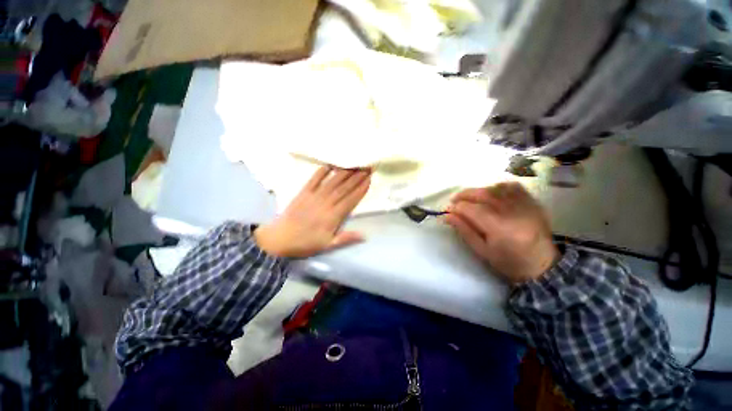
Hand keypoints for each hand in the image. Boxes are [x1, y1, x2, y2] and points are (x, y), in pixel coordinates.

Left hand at [254, 166, 370, 257]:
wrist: (279, 239)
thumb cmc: (306, 243)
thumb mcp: (328, 246)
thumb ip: (346, 238)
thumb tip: (364, 235)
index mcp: (333, 216)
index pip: (351, 199)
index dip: (361, 189)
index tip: (370, 179)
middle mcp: (326, 203)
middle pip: (344, 188)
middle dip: (357, 177)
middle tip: (367, 167)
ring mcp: (314, 196)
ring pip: (333, 182)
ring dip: (345, 173)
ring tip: (355, 164)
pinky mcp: (303, 192)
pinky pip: (314, 180)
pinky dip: (322, 172)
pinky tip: (330, 165)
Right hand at [444, 182, 559, 283]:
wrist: (542, 265)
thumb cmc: (508, 262)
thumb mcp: (482, 250)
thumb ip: (464, 230)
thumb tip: (447, 215)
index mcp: (500, 228)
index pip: (472, 209)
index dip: (456, 208)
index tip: (448, 211)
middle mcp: (513, 212)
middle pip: (483, 194)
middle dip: (464, 195)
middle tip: (454, 200)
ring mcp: (525, 205)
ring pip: (495, 188)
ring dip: (478, 190)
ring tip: (470, 198)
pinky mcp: (532, 202)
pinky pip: (512, 186)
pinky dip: (497, 187)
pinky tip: (490, 193)